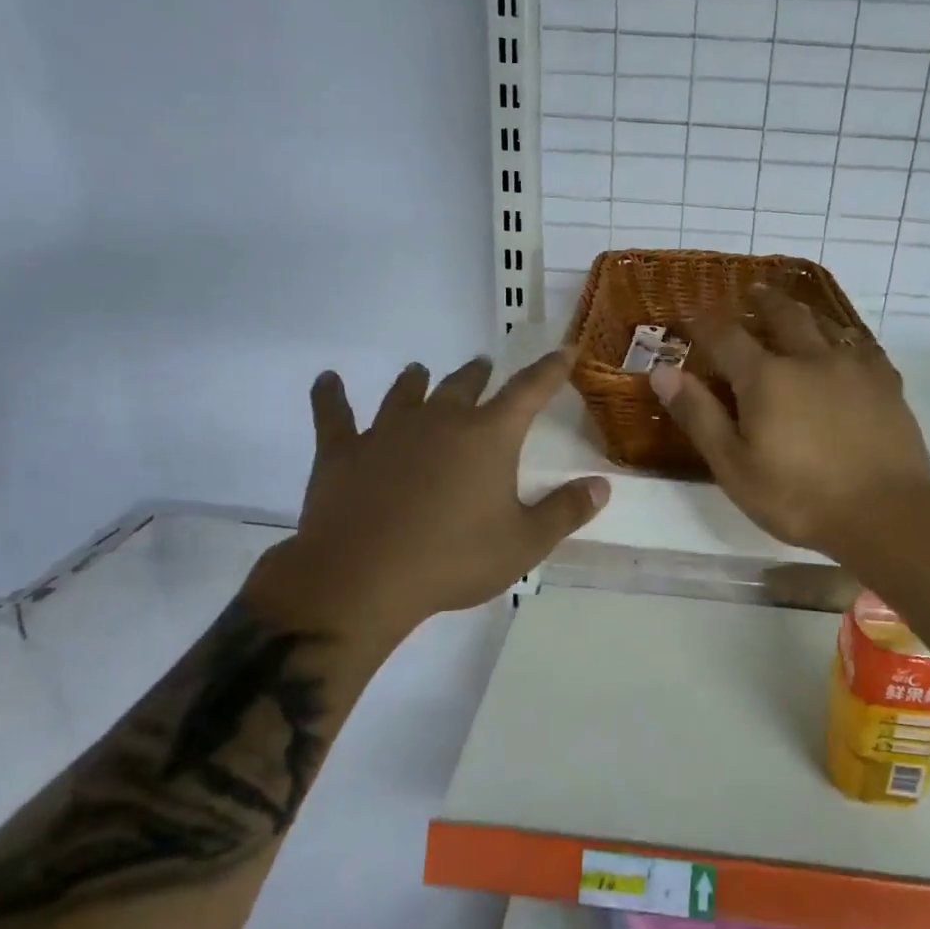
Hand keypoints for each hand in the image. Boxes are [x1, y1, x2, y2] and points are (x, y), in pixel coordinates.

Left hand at [246, 351, 607, 664]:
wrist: (361, 579)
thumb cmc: (452, 560)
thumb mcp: (524, 544)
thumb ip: (566, 511)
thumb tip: (602, 485)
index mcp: (488, 436)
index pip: (529, 391)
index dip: (551, 369)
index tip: (565, 349)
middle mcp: (440, 420)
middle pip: (464, 384)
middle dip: (479, 375)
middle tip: (483, 367)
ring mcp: (387, 431)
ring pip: (406, 392)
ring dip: (416, 380)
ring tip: (419, 371)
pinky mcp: (343, 451)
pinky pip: (334, 414)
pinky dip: (330, 396)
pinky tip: (327, 381)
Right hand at [650, 286, 929, 557]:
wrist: (886, 514)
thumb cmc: (799, 498)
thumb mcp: (734, 466)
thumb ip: (699, 415)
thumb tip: (662, 371)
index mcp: (766, 378)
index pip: (726, 336)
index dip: (705, 322)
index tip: (692, 314)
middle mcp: (809, 358)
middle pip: (781, 314)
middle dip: (761, 301)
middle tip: (750, 292)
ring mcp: (853, 366)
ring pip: (824, 323)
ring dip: (802, 311)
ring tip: (792, 308)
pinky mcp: (886, 382)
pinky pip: (861, 344)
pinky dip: (843, 336)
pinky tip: (844, 344)